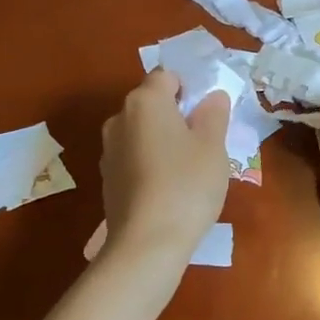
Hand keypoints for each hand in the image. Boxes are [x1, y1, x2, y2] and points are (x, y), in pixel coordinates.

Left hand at [99, 69, 230, 263]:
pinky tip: (168, 188)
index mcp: (145, 101)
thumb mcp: (213, 147)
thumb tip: (212, 97)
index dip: (189, 88)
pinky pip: (133, 157)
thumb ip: (213, 114)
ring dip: (162, 139)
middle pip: (151, 103)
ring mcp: (108, 149)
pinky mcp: (106, 178)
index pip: (167, 76)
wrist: (147, 243)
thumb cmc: (186, 185)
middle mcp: (119, 118)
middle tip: (204, 140)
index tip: (208, 112)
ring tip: (187, 168)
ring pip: (141, 131)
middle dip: (176, 114)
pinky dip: (150, 162)